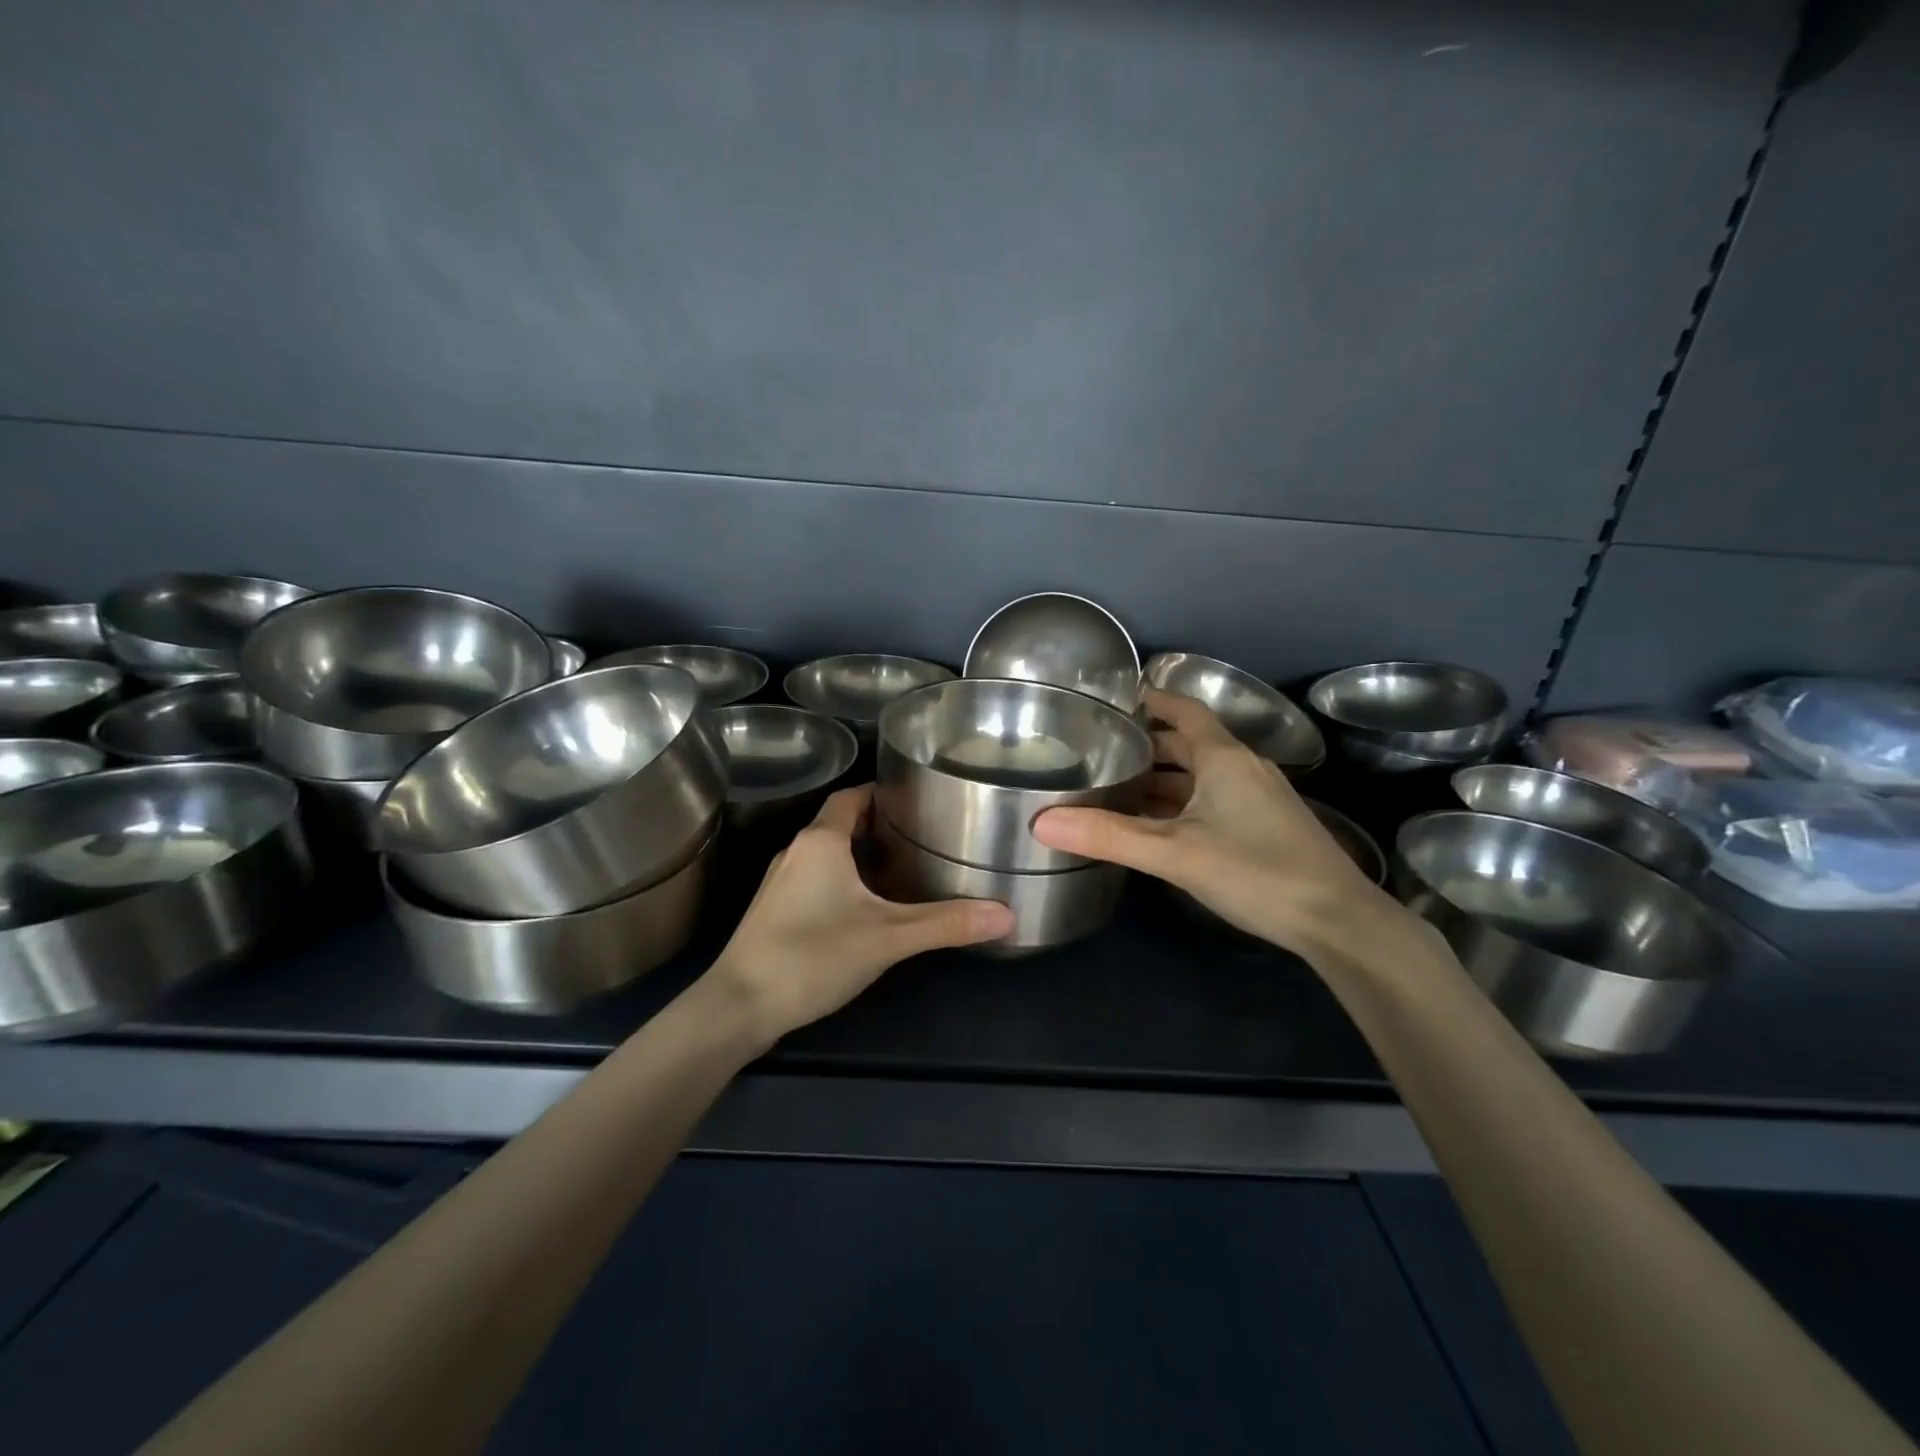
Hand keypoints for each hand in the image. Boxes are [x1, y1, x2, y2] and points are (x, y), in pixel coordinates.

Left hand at [706, 786, 1014, 1045]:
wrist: (738, 1007)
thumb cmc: (812, 956)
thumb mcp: (887, 938)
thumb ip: (945, 924)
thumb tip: (1007, 914)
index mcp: (821, 841)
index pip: (853, 796)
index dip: (884, 792)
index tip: (919, 799)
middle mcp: (797, 851)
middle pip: (841, 822)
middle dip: (880, 825)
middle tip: (923, 834)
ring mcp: (780, 881)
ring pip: (827, 852)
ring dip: (860, 853)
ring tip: (903, 866)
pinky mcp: (774, 909)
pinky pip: (815, 878)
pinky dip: (843, 879)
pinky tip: (865, 905)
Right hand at [1033, 688, 1422, 966]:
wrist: (1337, 921)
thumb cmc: (1256, 872)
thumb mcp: (1174, 853)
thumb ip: (1109, 836)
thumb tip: (1041, 822)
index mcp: (1224, 758)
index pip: (1184, 710)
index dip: (1152, 699)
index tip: (1114, 699)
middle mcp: (1242, 769)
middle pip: (1189, 742)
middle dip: (1148, 743)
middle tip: (1101, 748)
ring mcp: (1258, 799)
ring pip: (1201, 775)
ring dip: (1163, 777)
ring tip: (1117, 785)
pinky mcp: (1264, 827)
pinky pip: (1213, 799)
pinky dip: (1182, 802)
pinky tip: (1157, 824)